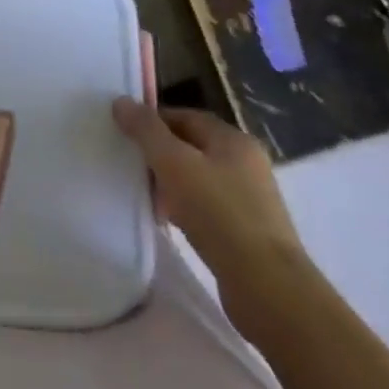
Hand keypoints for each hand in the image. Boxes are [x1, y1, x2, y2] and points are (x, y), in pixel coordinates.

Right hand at [112, 98, 305, 304]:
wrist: (267, 286)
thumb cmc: (218, 213)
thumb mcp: (173, 163)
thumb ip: (146, 130)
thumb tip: (121, 101)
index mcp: (234, 140)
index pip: (184, 116)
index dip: (151, 121)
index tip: (123, 135)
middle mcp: (246, 163)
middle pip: (190, 146)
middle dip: (158, 153)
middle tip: (129, 164)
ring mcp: (249, 198)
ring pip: (197, 178)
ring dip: (169, 183)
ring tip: (144, 195)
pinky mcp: (246, 229)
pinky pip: (206, 206)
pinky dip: (183, 207)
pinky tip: (167, 220)